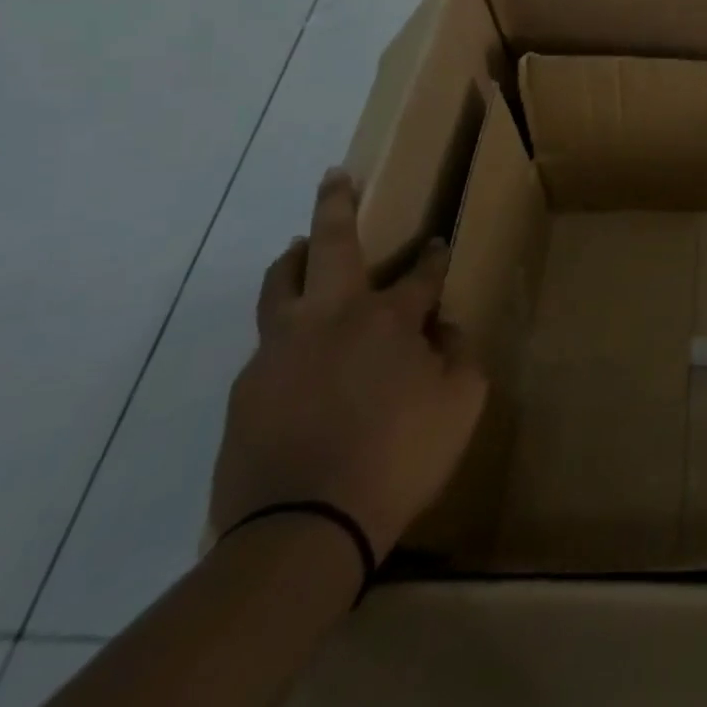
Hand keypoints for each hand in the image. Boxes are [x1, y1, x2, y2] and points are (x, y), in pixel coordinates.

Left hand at [209, 168, 487, 560]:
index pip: (420, 273)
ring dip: (295, 258)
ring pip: (282, 285)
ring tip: (300, 248)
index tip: (438, 245)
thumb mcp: (459, 406)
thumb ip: (460, 357)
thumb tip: (443, 332)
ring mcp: (281, 350)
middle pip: (332, 244)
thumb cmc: (396, 460)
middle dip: (337, 204)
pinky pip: (267, 344)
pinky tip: (295, 354)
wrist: (300, 530)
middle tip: (335, 176)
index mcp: (387, 320)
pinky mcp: (247, 388)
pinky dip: (284, 330)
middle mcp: (332, 318)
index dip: (433, 257)